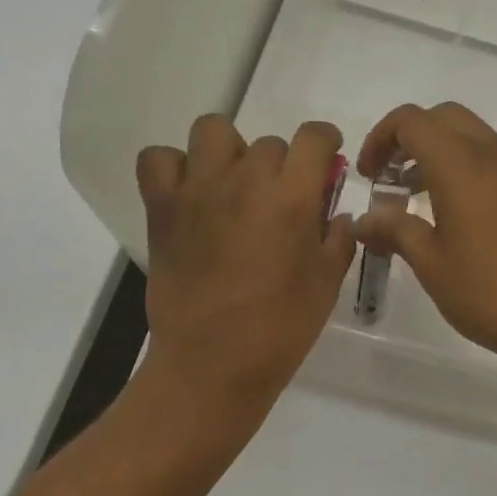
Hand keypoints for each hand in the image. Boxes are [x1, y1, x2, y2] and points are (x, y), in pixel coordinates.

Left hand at [137, 115, 354, 415]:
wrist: (213, 363)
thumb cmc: (281, 328)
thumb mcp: (328, 283)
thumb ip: (338, 239)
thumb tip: (336, 215)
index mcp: (292, 197)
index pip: (314, 137)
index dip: (325, 143)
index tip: (325, 162)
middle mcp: (245, 180)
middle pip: (269, 142)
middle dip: (282, 166)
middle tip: (278, 203)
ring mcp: (198, 189)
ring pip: (213, 131)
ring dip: (229, 151)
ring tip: (232, 186)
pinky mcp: (162, 207)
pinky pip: (158, 160)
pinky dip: (174, 168)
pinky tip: (190, 194)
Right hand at [353, 103, 496, 373]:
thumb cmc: (491, 292)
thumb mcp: (431, 264)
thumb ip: (395, 231)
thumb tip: (364, 220)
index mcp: (461, 163)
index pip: (411, 121)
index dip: (380, 138)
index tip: (368, 177)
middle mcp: (491, 153)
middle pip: (442, 118)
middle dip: (408, 138)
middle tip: (388, 179)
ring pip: (468, 136)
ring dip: (435, 153)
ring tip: (412, 200)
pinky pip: (488, 160)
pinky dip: (460, 169)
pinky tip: (449, 217)